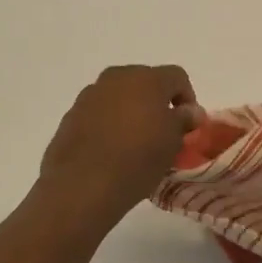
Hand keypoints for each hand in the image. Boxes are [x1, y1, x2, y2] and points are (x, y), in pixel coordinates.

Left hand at [38, 65, 204, 228]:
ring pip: (119, 95)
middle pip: (145, 81)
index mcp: (147, 79)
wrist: (82, 186)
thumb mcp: (172, 143)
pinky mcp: (71, 115)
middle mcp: (116, 78)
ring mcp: (90, 95)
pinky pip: (99, 112)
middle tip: (163, 130)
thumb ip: (183, 120)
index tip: (188, 125)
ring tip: (135, 142)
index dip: (188, 98)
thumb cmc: (137, 160)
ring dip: (131, 111)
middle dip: (157, 102)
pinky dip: (109, 123)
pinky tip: (111, 150)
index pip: (177, 76)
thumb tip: (190, 111)